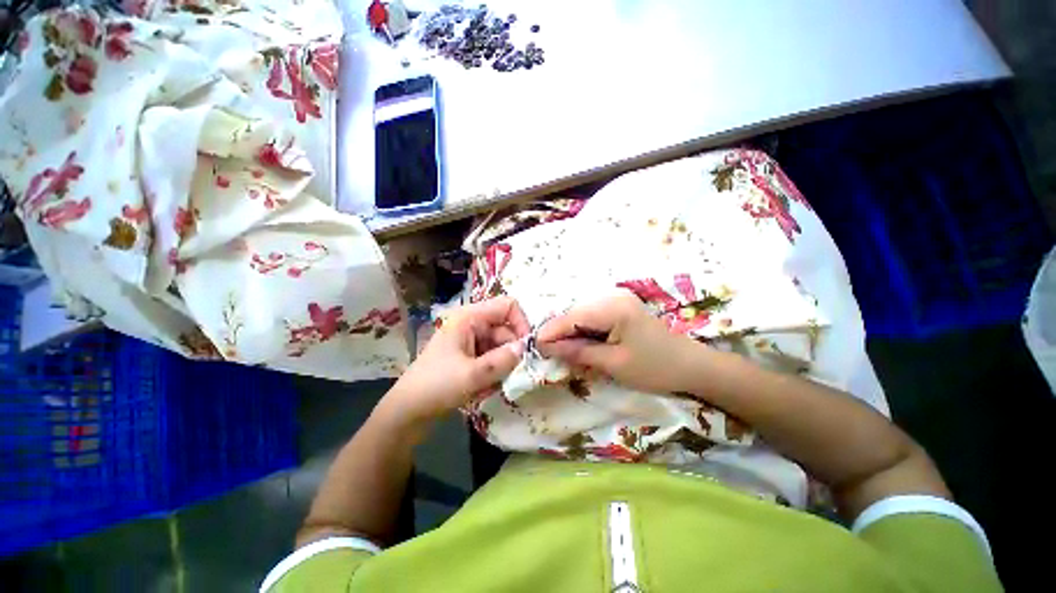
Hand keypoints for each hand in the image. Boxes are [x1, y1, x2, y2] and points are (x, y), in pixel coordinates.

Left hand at [381, 297, 529, 426]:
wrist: (407, 413)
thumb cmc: (436, 387)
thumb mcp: (473, 375)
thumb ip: (503, 360)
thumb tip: (526, 347)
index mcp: (470, 318)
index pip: (507, 306)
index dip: (521, 323)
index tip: (528, 348)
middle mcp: (472, 325)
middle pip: (506, 330)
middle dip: (511, 353)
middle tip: (511, 376)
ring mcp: (470, 341)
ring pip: (501, 347)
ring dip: (501, 367)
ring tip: (489, 387)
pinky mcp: (470, 357)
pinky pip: (492, 359)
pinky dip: (493, 374)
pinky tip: (482, 390)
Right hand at [536, 291, 705, 393]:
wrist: (691, 366)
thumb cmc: (654, 368)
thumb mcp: (613, 364)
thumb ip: (578, 352)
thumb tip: (546, 347)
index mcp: (612, 308)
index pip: (571, 317)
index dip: (551, 332)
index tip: (534, 346)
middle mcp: (612, 297)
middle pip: (575, 314)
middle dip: (560, 333)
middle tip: (548, 353)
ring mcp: (617, 300)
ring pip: (582, 316)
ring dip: (571, 334)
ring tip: (563, 351)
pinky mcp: (620, 308)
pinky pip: (593, 318)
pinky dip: (584, 331)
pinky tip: (581, 345)